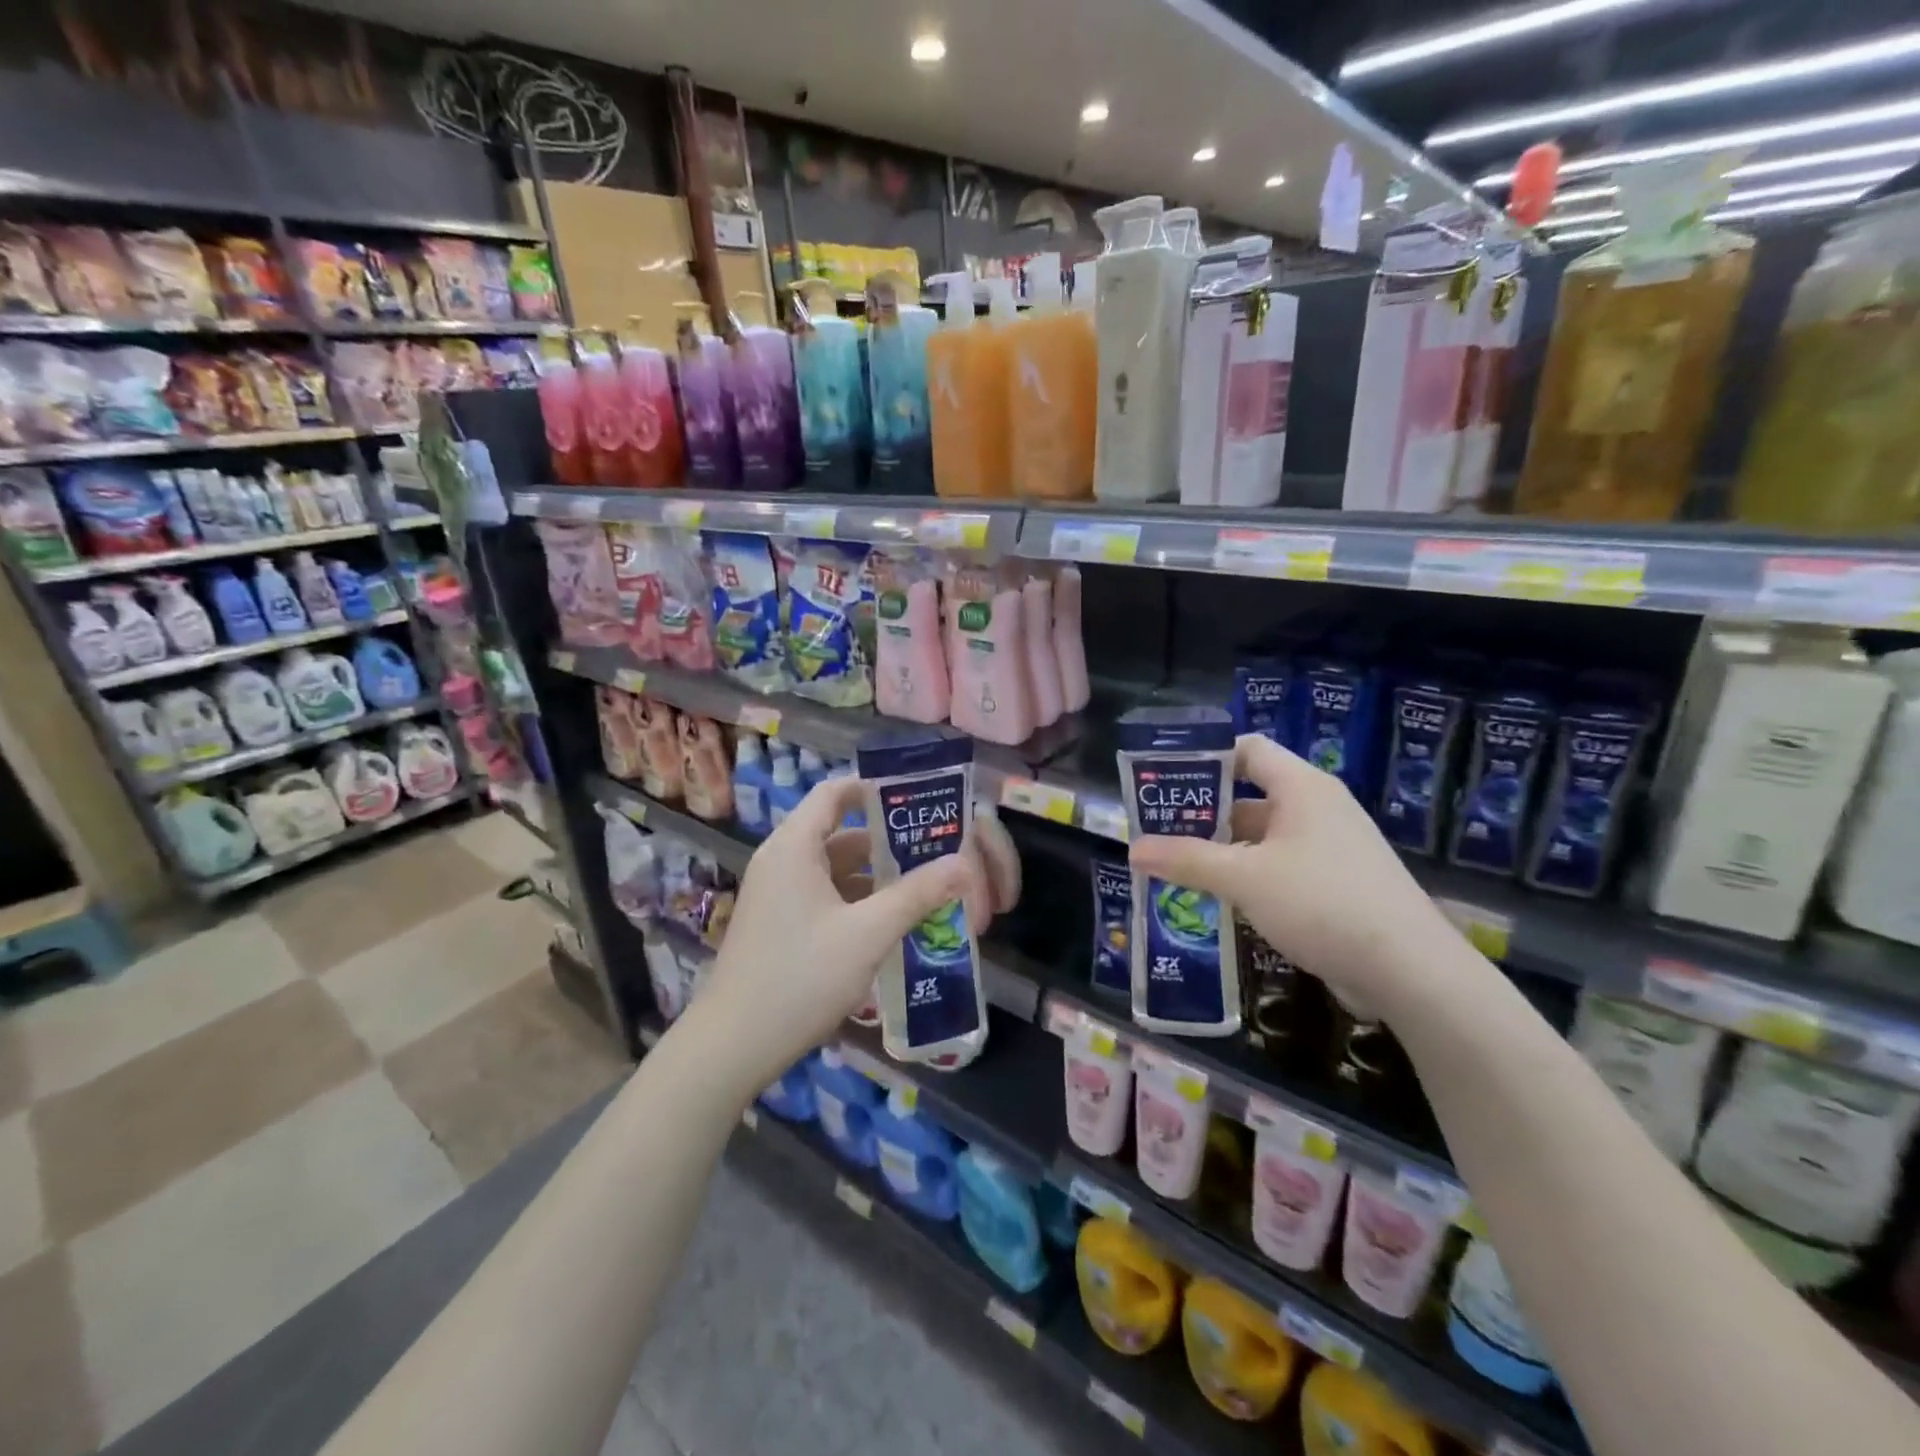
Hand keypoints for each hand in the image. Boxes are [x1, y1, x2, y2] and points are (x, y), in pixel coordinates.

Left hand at [697, 776, 1018, 1092]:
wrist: (733, 1046)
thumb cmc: (800, 977)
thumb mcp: (867, 934)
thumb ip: (916, 895)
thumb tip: (963, 864)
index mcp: (794, 847)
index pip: (835, 792)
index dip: (875, 788)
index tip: (918, 797)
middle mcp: (782, 860)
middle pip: (840, 832)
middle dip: (889, 840)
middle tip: (937, 847)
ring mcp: (778, 894)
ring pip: (835, 868)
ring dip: (876, 875)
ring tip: (925, 884)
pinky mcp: (780, 923)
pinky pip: (825, 895)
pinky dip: (858, 900)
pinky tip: (892, 920)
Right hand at [1127, 735, 1459, 1019]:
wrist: (1410, 971)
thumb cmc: (1322, 902)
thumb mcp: (1244, 878)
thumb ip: (1187, 860)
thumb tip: (1133, 848)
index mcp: (1302, 788)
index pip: (1248, 749)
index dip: (1207, 756)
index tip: (1166, 777)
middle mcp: (1319, 809)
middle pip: (1250, 795)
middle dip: (1204, 812)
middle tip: (1159, 829)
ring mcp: (1331, 849)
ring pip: (1264, 837)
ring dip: (1223, 849)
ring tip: (1177, 866)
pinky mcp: (1337, 885)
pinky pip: (1281, 867)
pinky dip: (1248, 876)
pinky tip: (1218, 900)